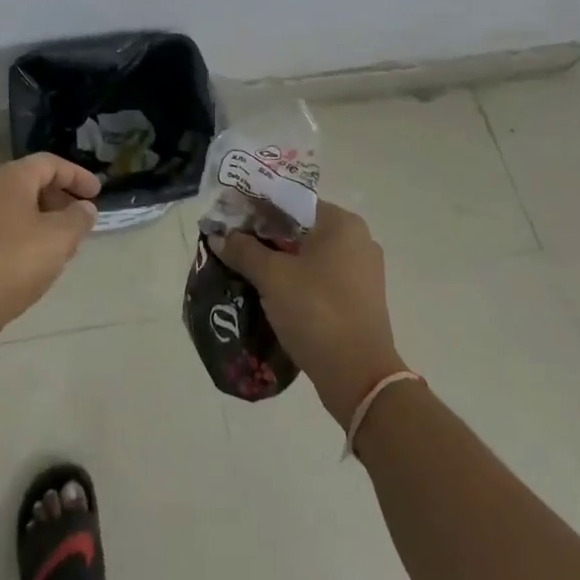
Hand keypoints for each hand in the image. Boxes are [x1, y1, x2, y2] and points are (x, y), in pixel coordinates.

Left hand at [0, 154, 100, 337]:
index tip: (98, 193)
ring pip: (22, 206)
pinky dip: (31, 232)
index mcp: (12, 177)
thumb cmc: (19, 259)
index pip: (50, 163)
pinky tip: (44, 257)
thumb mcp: (61, 236)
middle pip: (34, 182)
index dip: (77, 175)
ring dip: (48, 218)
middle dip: (62, 197)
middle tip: (83, 218)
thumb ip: (79, 217)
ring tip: (68, 241)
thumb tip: (85, 209)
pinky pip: (9, 225)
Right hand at [212, 200, 406, 427]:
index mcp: (341, 223)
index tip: (230, 217)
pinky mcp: (359, 299)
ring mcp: (362, 272)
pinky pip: (319, 276)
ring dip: (278, 258)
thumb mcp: (272, 277)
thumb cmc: (316, 311)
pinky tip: (269, 290)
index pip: (291, 201)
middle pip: (300, 227)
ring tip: (244, 266)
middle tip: (231, 242)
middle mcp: (357, 240)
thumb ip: (243, 250)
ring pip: (308, 254)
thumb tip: (217, 235)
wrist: (359, 378)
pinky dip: (295, 278)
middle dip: (265, 234)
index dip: (257, 206)